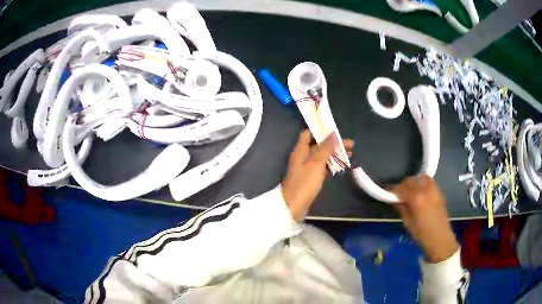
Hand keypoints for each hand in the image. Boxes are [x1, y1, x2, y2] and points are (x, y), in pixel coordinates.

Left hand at [282, 130, 352, 222]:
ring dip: (335, 154)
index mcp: (301, 150)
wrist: (294, 206)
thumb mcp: (316, 163)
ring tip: (350, 154)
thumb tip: (332, 133)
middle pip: (319, 145)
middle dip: (334, 143)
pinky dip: (331, 164)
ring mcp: (306, 167)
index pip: (308, 133)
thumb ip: (325, 148)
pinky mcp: (310, 177)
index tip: (335, 130)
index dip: (320, 130)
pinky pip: (322, 166)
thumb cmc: (304, 183)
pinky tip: (342, 165)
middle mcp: (303, 156)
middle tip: (350, 145)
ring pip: (322, 156)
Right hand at [390, 175, 458, 262]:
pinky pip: (428, 181)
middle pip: (410, 180)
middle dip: (402, 186)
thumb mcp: (407, 222)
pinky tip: (419, 192)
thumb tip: (394, 199)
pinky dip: (422, 183)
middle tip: (398, 195)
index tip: (387, 193)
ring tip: (410, 192)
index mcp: (416, 198)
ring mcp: (433, 189)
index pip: (400, 188)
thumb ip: (401, 207)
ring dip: (413, 182)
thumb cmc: (422, 234)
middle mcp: (425, 189)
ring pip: (420, 177)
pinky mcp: (438, 191)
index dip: (392, 190)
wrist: (440, 238)